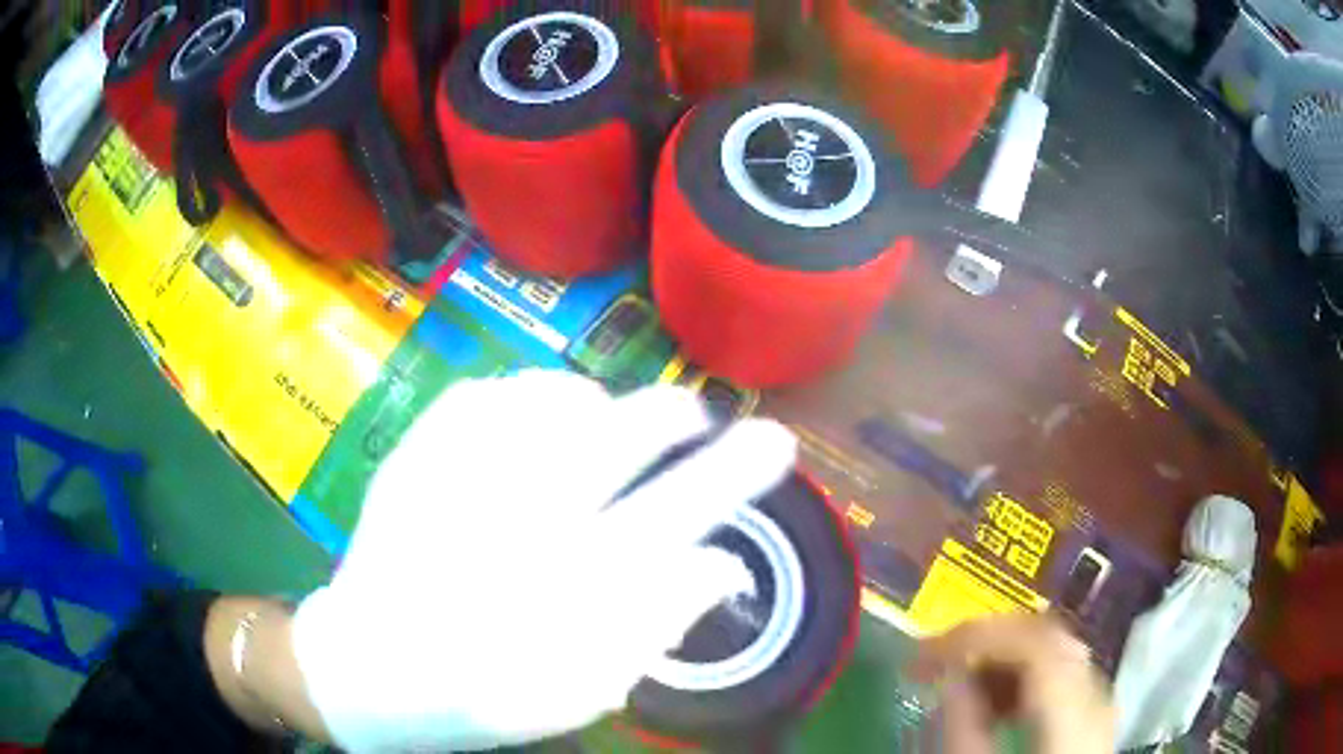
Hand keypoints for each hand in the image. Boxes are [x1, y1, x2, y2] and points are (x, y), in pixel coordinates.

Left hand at [290, 370, 796, 751]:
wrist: (367, 665)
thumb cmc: (480, 693)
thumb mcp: (583, 686)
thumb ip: (656, 623)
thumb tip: (719, 565)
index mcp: (566, 584)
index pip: (677, 513)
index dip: (734, 473)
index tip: (776, 441)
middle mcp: (518, 514)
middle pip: (622, 434)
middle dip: (673, 415)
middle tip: (694, 415)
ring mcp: (461, 470)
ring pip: (555, 398)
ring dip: (598, 405)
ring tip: (606, 422)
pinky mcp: (418, 449)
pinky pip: (490, 391)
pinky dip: (527, 396)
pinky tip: (533, 419)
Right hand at [913, 615, 1114, 753]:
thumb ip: (965, 727)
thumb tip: (947, 674)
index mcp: (1073, 708)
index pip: (1031, 640)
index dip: (976, 634)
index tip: (928, 649)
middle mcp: (1095, 691)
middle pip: (1046, 635)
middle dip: (987, 637)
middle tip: (938, 655)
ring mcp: (1098, 699)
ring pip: (1052, 648)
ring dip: (1001, 654)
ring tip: (959, 680)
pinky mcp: (1091, 712)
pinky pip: (1058, 672)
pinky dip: (1021, 674)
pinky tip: (993, 700)